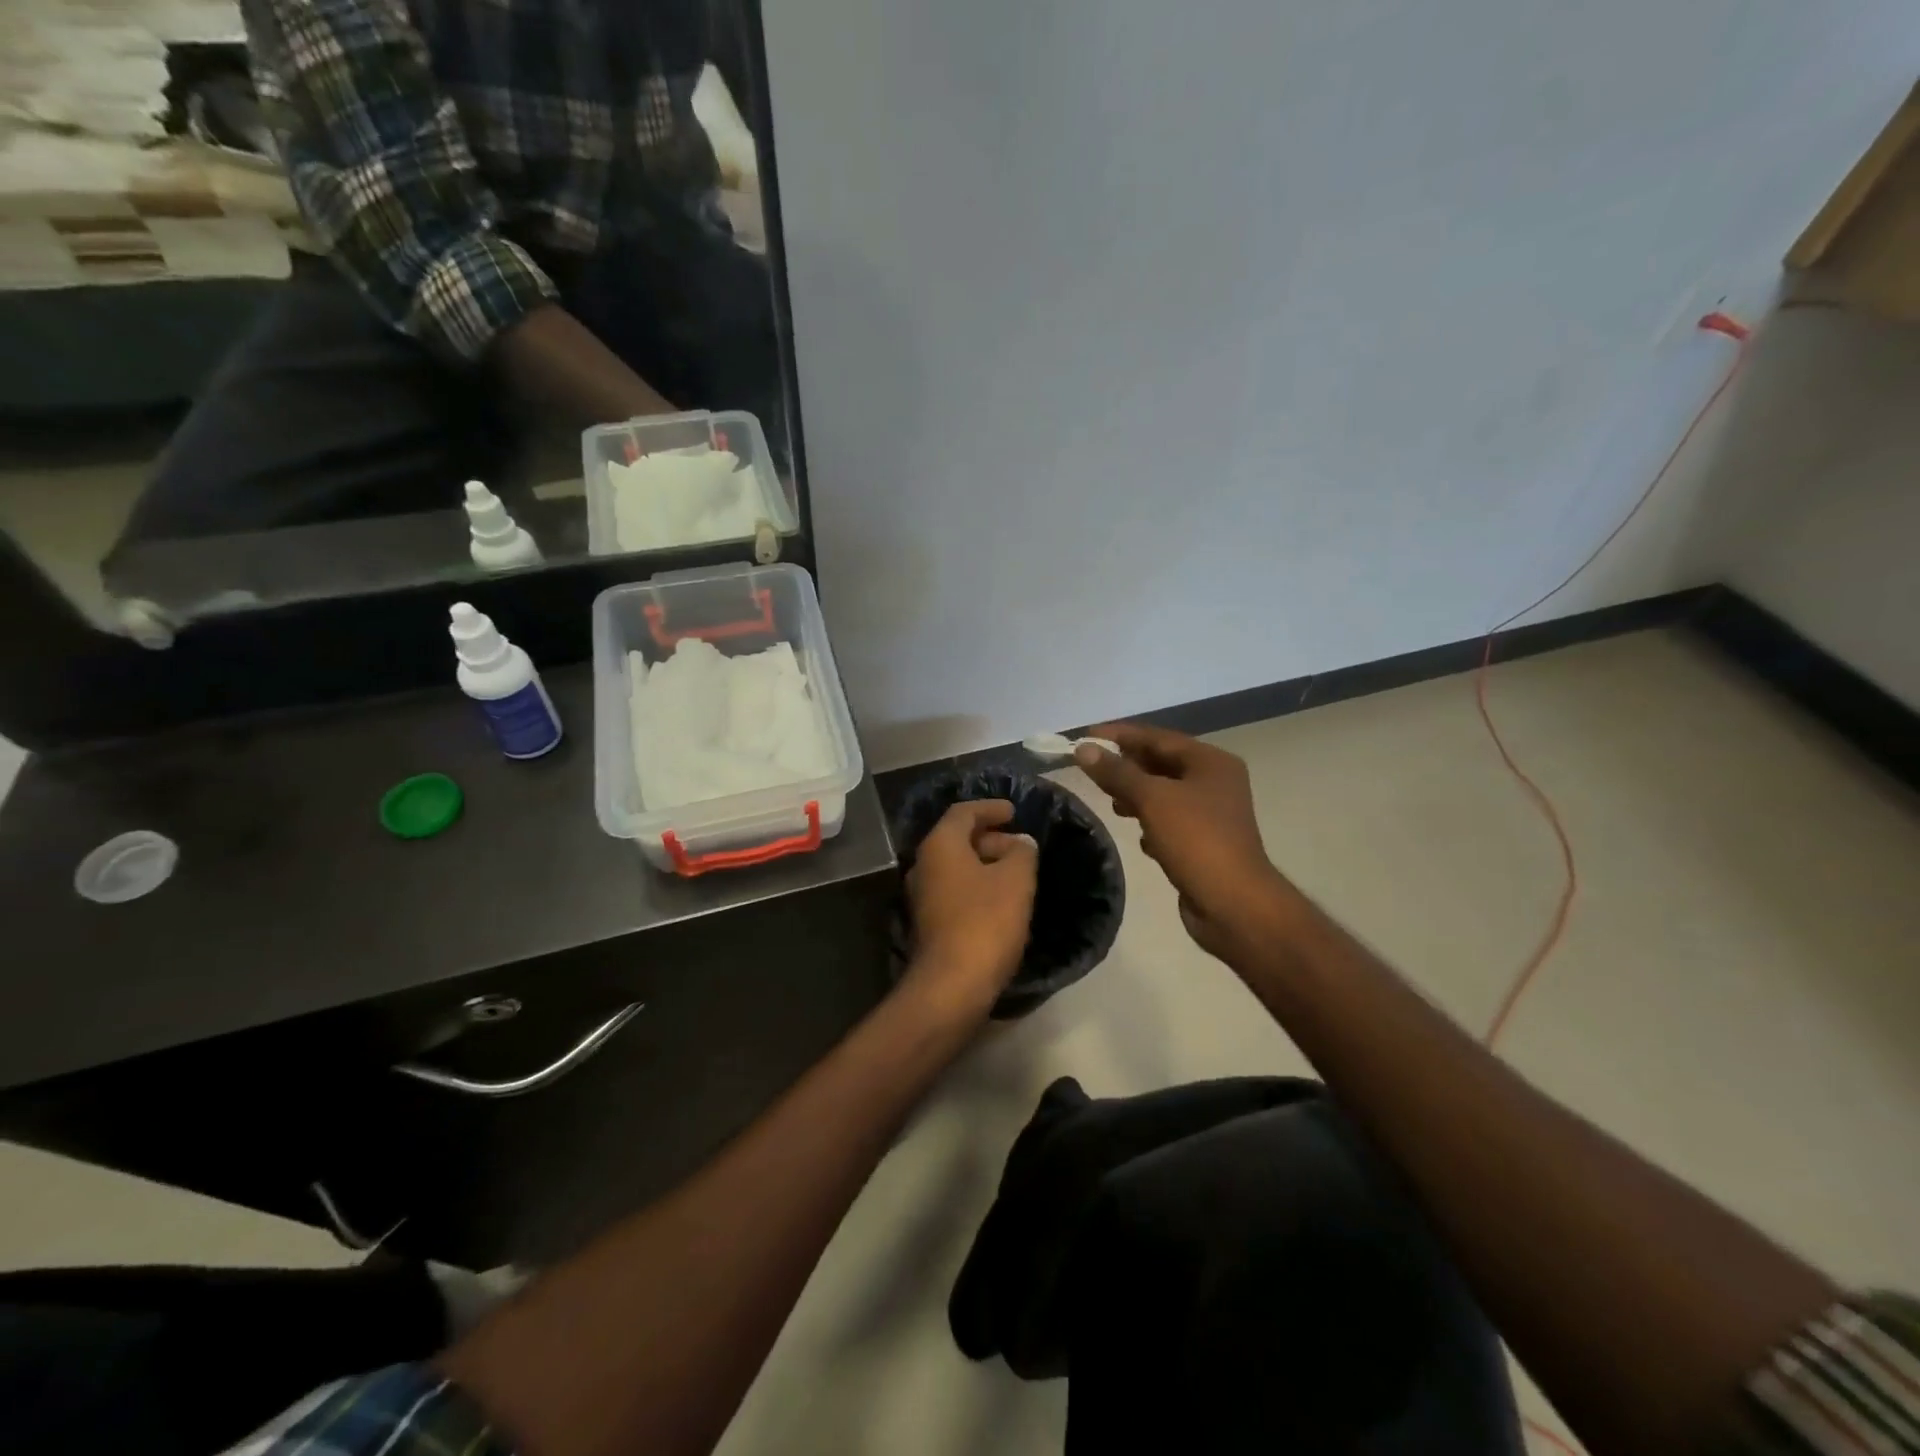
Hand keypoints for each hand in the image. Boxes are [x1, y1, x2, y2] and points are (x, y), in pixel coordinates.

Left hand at [902, 799, 1038, 1021]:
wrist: (952, 985)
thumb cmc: (985, 921)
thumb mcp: (1016, 880)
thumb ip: (1022, 853)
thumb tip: (1021, 843)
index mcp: (940, 846)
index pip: (963, 812)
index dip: (990, 808)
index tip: (1014, 812)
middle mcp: (923, 865)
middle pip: (957, 839)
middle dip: (991, 838)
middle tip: (1021, 847)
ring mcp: (922, 896)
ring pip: (956, 867)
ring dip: (985, 864)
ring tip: (1017, 873)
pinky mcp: (929, 923)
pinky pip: (955, 891)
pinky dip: (978, 886)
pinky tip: (1002, 902)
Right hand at [1073, 723, 1289, 967]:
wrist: (1234, 904)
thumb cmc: (1196, 841)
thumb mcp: (1152, 800)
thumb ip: (1117, 772)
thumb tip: (1084, 748)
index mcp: (1211, 762)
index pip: (1157, 737)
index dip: (1119, 735)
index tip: (1084, 737)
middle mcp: (1215, 782)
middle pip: (1161, 764)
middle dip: (1126, 767)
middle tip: (1091, 771)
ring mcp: (1212, 814)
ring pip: (1163, 794)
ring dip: (1136, 796)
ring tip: (1111, 803)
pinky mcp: (1204, 842)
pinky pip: (1170, 822)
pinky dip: (1151, 823)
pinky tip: (1140, 838)